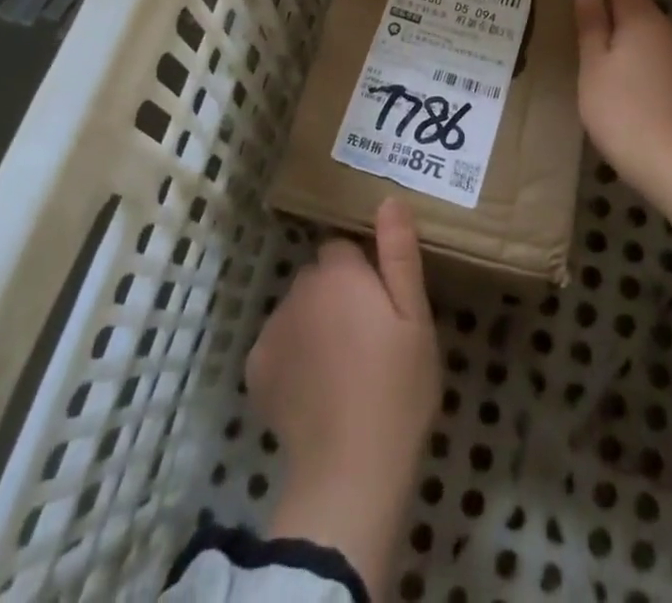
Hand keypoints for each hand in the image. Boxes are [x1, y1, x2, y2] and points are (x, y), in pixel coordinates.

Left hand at [249, 198, 439, 594]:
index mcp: (338, 272)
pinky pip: (278, 343)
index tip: (382, 303)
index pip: (344, 247)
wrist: (350, 473)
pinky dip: (293, 355)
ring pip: (298, 309)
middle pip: (319, 276)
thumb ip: (399, 254)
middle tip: (368, 336)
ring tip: (343, 366)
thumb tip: (389, 200)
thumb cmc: (396, 388)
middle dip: (338, 293)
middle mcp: (298, 289)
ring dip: (315, 322)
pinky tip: (315, 386)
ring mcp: (272, 329)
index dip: (364, 270)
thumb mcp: (415, 318)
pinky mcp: (256, 368)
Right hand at [573, 0, 671, 185]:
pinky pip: (658, 59)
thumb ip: (590, 26)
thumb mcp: (593, 67)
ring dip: (626, 41)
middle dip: (611, 13)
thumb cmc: (624, 109)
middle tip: (579, 29)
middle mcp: (668, 28)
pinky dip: (640, 64)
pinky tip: (623, 86)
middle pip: (637, 7)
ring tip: (597, 60)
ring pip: (649, 35)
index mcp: (642, 17)